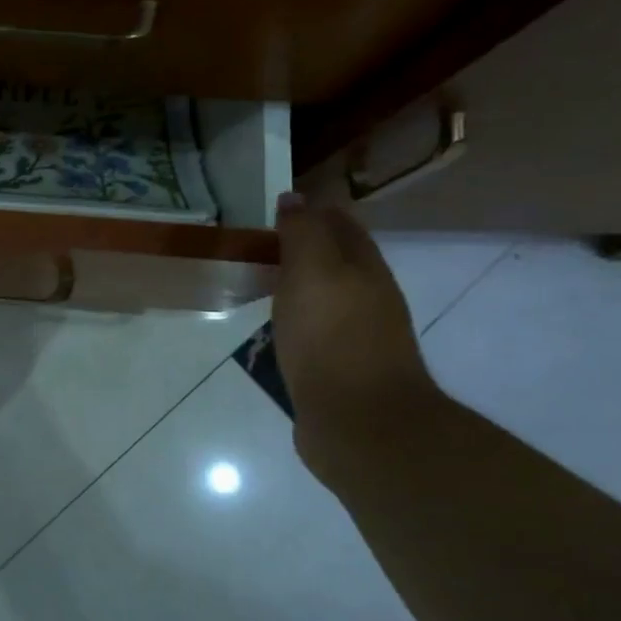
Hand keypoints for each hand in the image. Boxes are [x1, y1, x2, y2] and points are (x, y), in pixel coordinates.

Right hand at [272, 193, 439, 467]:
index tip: (271, 207)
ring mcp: (353, 335)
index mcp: (365, 269)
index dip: (310, 211)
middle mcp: (366, 297)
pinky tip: (269, 325)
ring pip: (320, 295)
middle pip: (333, 260)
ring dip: (293, 283)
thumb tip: (294, 198)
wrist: (358, 422)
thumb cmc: (333, 338)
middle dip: (300, 246)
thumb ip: (303, 233)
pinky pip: (310, 329)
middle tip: (255, 241)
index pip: (340, 225)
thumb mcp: (314, 272)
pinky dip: (290, 319)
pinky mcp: (335, 368)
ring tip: (255, 278)